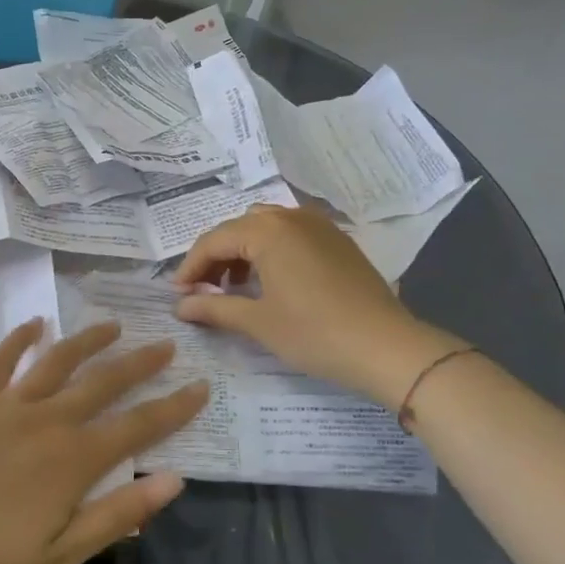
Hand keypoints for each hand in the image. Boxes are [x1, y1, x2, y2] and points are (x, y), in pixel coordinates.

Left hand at [0, 320, 206, 563]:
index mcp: (75, 460)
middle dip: (140, 363)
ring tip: (112, 325)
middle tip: (165, 344)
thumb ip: (117, 515)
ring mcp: (7, 404)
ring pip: (58, 360)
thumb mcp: (59, 557)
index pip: (139, 425)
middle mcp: (49, 419)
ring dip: (88, 340)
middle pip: (104, 382)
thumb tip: (172, 479)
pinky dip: (19, 338)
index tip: (200, 386)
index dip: (174, 407)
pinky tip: (35, 323)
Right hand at [174, 204, 461, 407]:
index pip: (214, 240)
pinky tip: (273, 281)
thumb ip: (214, 308)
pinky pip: (292, 234)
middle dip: (216, 256)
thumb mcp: (258, 323)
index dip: (191, 266)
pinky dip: (272, 251)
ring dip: (244, 251)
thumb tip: (180, 305)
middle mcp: (291, 217)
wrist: (386, 347)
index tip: (177, 294)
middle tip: (204, 290)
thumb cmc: (315, 333)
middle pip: (239, 228)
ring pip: (267, 227)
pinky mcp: (338, 240)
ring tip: (236, 287)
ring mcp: (319, 225)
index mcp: (267, 231)